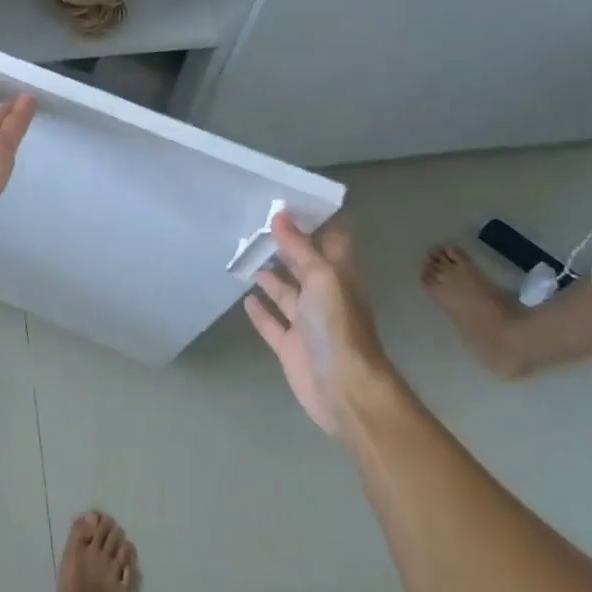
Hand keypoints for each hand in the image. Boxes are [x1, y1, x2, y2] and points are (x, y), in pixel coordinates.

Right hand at [245, 213, 387, 435]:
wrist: (344, 390)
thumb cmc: (338, 327)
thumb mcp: (322, 279)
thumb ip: (300, 249)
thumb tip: (280, 215)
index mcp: (339, 276)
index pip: (330, 241)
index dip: (314, 222)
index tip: (289, 202)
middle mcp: (324, 296)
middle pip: (304, 265)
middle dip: (286, 247)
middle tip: (256, 225)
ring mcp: (307, 323)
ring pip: (286, 293)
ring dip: (270, 276)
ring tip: (247, 256)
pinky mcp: (290, 347)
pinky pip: (273, 324)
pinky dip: (261, 311)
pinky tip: (246, 299)